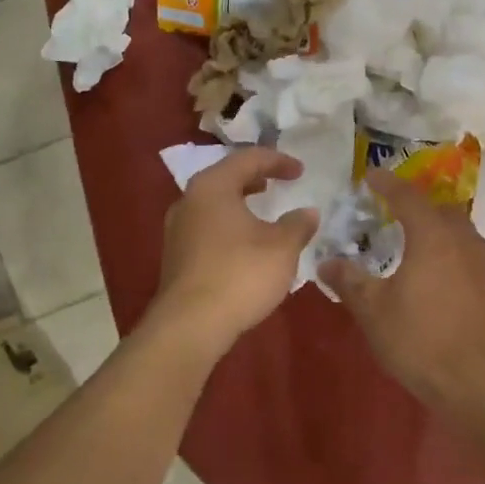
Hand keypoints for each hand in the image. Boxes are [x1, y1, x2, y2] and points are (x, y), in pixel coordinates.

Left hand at [152, 148, 319, 344]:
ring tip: (263, 212)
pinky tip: (245, 244)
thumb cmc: (240, 274)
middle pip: (226, 178)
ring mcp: (177, 229)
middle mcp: (189, 200)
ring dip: (241, 203)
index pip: (247, 159)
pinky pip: (207, 227)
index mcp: (213, 187)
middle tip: (278, 183)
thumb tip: (307, 213)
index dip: (278, 161)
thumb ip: (297, 225)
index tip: (301, 171)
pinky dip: (229, 225)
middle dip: (255, 178)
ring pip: (214, 204)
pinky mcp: (176, 256)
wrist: (191, 324)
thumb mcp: (282, 248)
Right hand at [319, 169, 484, 412]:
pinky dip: (454, 255)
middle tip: (395, 211)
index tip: (372, 176)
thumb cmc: (421, 340)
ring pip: (461, 232)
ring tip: (419, 243)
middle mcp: (463, 241)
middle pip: (440, 210)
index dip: (387, 183)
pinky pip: (472, 257)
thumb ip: (349, 281)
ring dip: (439, 229)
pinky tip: (442, 277)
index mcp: (432, 236)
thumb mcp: (373, 311)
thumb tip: (326, 261)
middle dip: (417, 205)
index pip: (407, 197)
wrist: (480, 383)